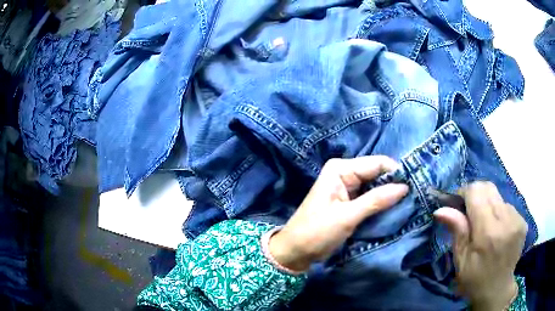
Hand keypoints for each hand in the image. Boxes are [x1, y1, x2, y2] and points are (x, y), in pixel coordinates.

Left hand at [269, 156, 408, 271]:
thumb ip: (377, 200)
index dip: (397, 173)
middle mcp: (345, 172)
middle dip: (394, 184)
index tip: (415, 186)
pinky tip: (394, 209)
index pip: (377, 163)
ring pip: (376, 185)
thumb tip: (405, 187)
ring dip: (390, 194)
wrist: (296, 250)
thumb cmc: (317, 232)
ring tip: (408, 203)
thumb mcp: (348, 216)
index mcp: (341, 169)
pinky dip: (381, 202)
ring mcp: (347, 186)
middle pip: (377, 173)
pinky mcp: (349, 200)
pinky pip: (370, 197)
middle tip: (414, 197)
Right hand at [434, 182, 527, 310]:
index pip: (476, 192)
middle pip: (488, 188)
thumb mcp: (461, 260)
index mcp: (488, 232)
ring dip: (488, 205)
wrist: (497, 290)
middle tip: (469, 213)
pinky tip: (497, 230)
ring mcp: (517, 219)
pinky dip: (499, 212)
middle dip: (476, 195)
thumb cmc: (474, 280)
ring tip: (485, 226)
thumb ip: (457, 231)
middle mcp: (506, 220)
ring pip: (498, 196)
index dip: (464, 192)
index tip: (458, 204)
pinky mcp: (523, 221)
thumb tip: (441, 209)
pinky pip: (507, 206)